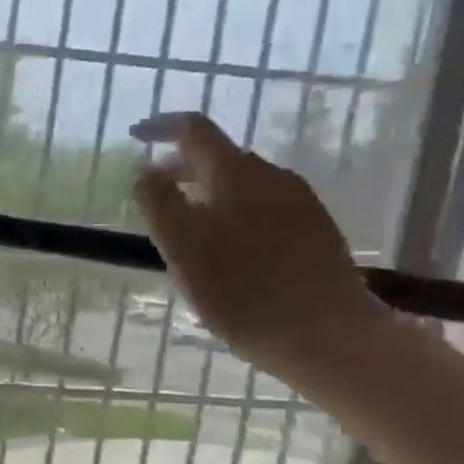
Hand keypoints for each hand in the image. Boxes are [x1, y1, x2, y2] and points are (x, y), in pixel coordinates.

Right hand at [128, 113, 387, 380]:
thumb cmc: (239, 288)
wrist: (326, 336)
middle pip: (219, 158)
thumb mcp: (179, 243)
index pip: (194, 130)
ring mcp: (301, 204)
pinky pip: (263, 209)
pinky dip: (233, 215)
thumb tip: (147, 171)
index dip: (161, 128)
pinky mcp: (316, 232)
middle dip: (182, 169)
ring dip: (208, 195)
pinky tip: (225, 252)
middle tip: (154, 194)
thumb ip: (157, 200)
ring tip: (186, 230)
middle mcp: (273, 177)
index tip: (136, 136)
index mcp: (236, 173)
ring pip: (242, 186)